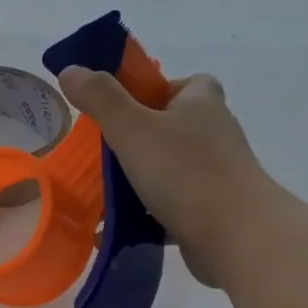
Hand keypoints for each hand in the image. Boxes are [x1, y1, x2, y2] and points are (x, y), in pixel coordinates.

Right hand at [58, 67, 272, 286]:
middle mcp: (215, 134)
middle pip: (173, 126)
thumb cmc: (185, 172)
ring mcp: (217, 174)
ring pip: (171, 168)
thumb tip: (70, 70)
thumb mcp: (133, 128)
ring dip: (139, 178)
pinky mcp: (214, 211)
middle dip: (138, 138)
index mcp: (202, 103)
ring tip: (102, 191)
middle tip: (104, 151)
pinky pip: (172, 205)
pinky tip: (116, 226)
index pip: (186, 83)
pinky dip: (146, 213)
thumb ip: (101, 98)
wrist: (238, 237)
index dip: (156, 90)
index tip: (125, 107)